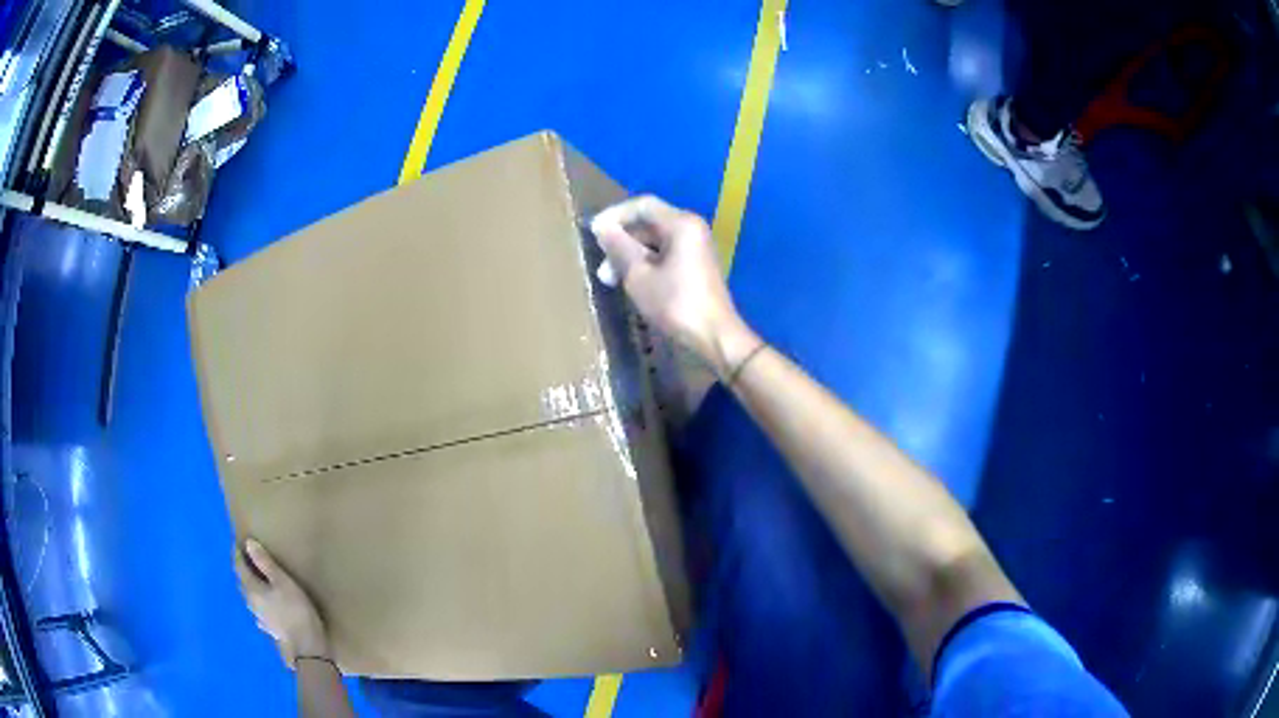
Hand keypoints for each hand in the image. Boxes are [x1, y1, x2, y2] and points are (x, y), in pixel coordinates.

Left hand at [235, 538, 329, 668]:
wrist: (307, 649)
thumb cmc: (296, 611)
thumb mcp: (283, 583)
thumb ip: (265, 563)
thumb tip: (248, 543)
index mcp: (252, 589)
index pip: (240, 567)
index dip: (239, 554)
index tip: (239, 542)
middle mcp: (251, 603)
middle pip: (243, 582)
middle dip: (244, 570)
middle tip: (249, 559)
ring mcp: (260, 618)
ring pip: (250, 598)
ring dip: (251, 587)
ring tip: (258, 580)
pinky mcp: (270, 630)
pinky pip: (260, 611)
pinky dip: (260, 603)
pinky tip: (266, 607)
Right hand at [591, 196, 758, 376]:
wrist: (714, 337)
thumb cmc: (675, 304)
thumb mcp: (639, 275)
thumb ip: (619, 247)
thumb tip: (602, 228)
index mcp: (681, 224)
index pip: (642, 205)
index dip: (614, 215)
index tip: (593, 233)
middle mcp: (691, 229)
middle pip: (649, 223)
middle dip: (621, 241)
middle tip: (601, 265)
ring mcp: (696, 248)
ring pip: (655, 242)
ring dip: (631, 256)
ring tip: (610, 279)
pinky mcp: (696, 267)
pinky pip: (665, 255)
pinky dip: (646, 264)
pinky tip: (630, 283)